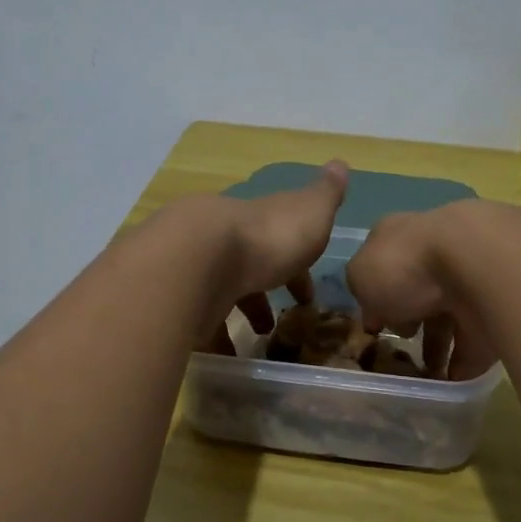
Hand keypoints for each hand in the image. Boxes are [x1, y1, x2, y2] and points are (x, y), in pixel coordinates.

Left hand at [191, 161, 349, 353]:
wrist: (202, 254)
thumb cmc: (268, 236)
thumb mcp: (310, 211)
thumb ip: (326, 193)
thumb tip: (340, 163)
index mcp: (259, 223)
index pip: (279, 241)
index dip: (296, 268)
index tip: (307, 297)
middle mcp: (227, 242)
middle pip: (246, 267)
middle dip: (262, 295)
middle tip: (276, 324)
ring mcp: (199, 270)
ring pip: (221, 293)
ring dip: (240, 316)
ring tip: (257, 343)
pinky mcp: (180, 300)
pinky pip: (200, 322)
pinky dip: (214, 340)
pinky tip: (227, 358)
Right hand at [346, 201, 499, 380]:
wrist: (476, 264)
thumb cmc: (405, 264)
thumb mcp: (361, 275)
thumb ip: (362, 291)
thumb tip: (377, 311)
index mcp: (401, 239)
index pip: (385, 268)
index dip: (376, 298)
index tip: (374, 327)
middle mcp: (436, 254)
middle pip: (418, 294)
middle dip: (410, 324)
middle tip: (401, 351)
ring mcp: (468, 281)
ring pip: (448, 319)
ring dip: (436, 349)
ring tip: (424, 376)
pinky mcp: (495, 310)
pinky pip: (474, 342)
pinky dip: (462, 364)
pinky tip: (448, 386)